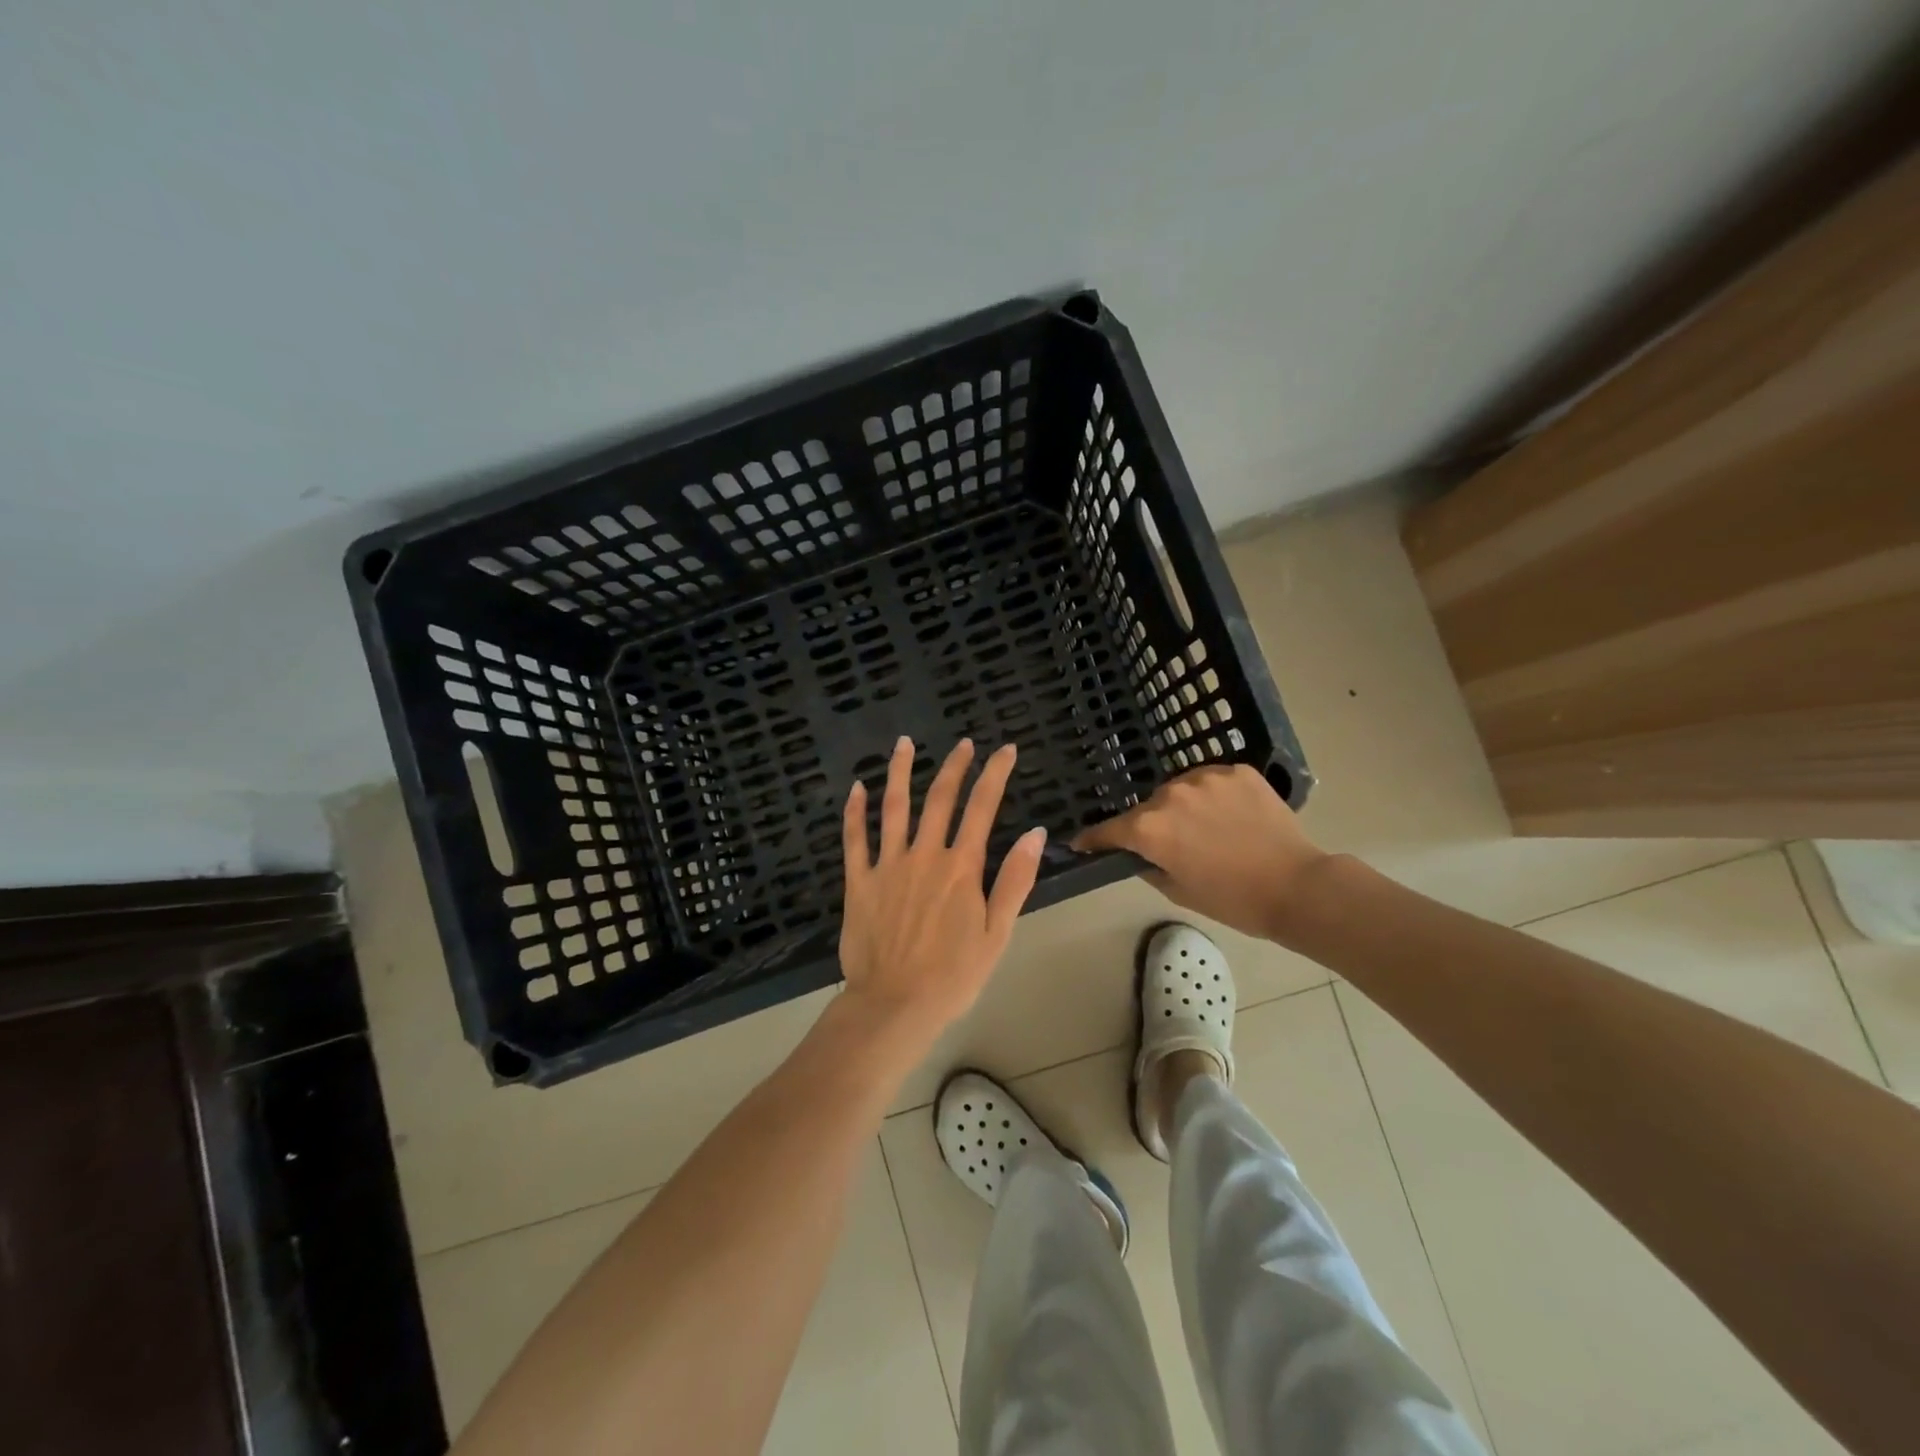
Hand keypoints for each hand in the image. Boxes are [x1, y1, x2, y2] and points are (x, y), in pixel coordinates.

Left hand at [838, 737, 1045, 1050]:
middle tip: (963, 744)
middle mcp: (924, 855)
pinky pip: (854, 839)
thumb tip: (1035, 833)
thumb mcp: (997, 934)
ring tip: (904, 743)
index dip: (995, 774)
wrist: (894, 1005)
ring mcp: (888, 865)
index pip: (982, 808)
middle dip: (954, 767)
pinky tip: (856, 788)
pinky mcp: (859, 881)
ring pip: (894, 808)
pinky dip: (854, 812)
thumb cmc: (953, 976)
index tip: (1005, 750)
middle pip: (940, 799)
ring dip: (900, 772)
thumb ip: (1015, 880)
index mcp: (961, 868)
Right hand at [1072, 764, 1328, 941]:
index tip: (1081, 843)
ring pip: (1180, 790)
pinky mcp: (1237, 771)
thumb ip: (1149, 866)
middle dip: (1151, 825)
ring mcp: (1206, 777)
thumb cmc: (1233, 899)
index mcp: (1150, 828)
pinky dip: (1214, 797)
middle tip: (1172, 845)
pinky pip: (1212, 782)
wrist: (1297, 886)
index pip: (1109, 830)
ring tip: (1206, 828)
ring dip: (1183, 806)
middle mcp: (1171, 794)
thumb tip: (1140, 853)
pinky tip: (1231, 816)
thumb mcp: (1178, 891)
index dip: (1093, 838)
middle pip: (1148, 808)